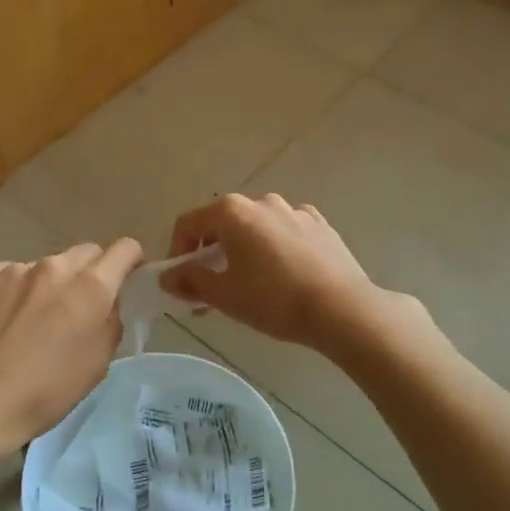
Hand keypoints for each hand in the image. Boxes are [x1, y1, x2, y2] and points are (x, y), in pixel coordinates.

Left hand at [0, 240, 144, 455]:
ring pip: (45, 266)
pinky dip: (14, 292)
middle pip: (85, 252)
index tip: (127, 276)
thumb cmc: (47, 391)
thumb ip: (110, 321)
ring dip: (49, 284)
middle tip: (79, 304)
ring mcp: (15, 269)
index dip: (130, 260)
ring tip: (33, 319)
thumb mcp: (98, 363)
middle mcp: (55, 267)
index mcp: (90, 286)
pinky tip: (2, 322)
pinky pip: (9, 276)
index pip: (124, 249)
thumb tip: (107, 303)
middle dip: (89, 272)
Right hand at [161, 193, 397, 354]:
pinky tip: (283, 276)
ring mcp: (295, 211)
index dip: (178, 251)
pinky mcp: (320, 225)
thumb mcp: (224, 295)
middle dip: (211, 254)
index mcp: (233, 212)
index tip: (182, 281)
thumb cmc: (274, 300)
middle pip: (223, 223)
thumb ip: (190, 281)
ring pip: (256, 228)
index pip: (189, 223)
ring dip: (242, 251)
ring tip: (248, 285)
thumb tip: (167, 277)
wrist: (342, 309)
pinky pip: (285, 233)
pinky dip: (274, 248)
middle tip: (212, 289)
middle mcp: (262, 202)